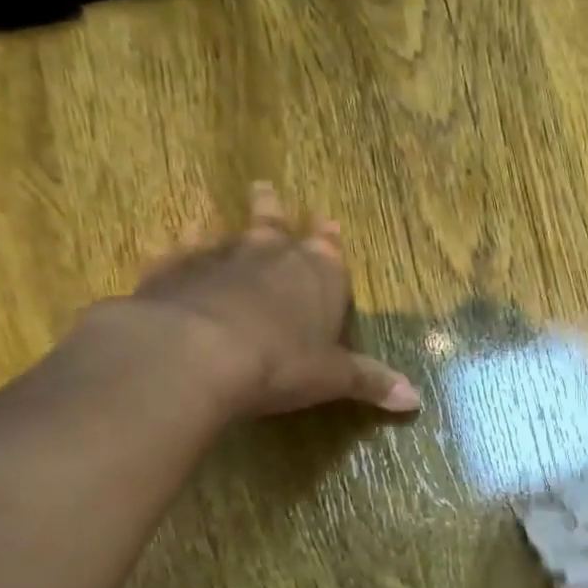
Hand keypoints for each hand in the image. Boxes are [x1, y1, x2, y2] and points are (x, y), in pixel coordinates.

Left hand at [124, 183, 420, 418]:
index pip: (328, 248)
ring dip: (224, 225)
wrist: (198, 354)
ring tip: (215, 216)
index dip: (328, 238)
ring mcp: (218, 257)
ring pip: (224, 232)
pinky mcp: (173, 270)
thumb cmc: (282, 363)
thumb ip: (370, 382)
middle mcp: (270, 254)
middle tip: (265, 188)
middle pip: (275, 223)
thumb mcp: (333, 378)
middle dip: (274, 210)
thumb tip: (415, 398)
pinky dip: (179, 248)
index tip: (328, 220)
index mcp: (318, 275)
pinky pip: (179, 252)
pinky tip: (173, 243)